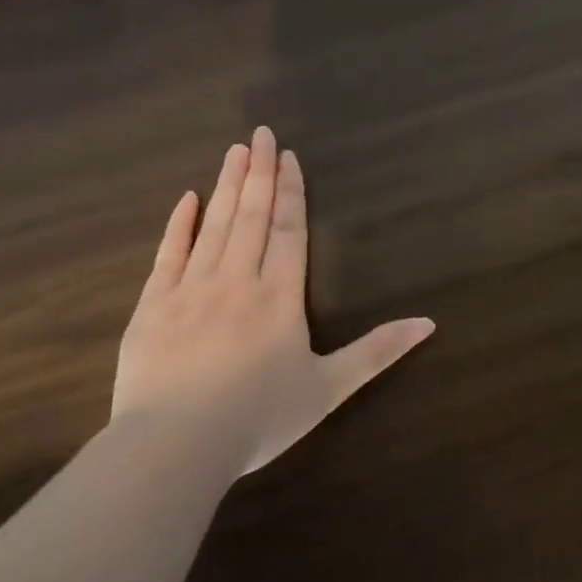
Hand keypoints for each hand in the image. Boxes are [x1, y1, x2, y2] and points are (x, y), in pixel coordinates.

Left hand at [113, 126, 434, 474]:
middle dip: (258, 172)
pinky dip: (179, 225)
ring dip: (226, 186)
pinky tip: (187, 199)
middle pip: (251, 216)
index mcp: (279, 296)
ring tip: (234, 151)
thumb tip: (429, 323)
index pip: (288, 230)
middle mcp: (237, 280)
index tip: (288, 156)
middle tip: (261, 133)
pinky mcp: (153, 307)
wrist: (174, 448)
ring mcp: (190, 290)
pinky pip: (168, 255)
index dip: (290, 192)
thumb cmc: (259, 418)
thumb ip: (377, 352)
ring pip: (214, 226)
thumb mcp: (329, 388)